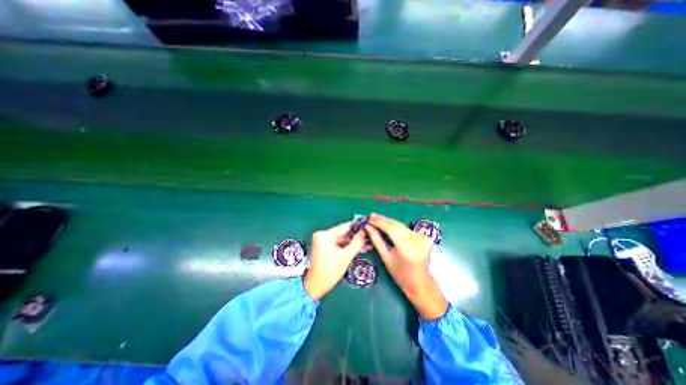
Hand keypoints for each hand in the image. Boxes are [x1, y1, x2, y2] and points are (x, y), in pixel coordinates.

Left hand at [302, 222, 366, 299]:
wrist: (317, 286)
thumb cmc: (329, 272)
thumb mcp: (346, 256)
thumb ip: (357, 242)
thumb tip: (364, 231)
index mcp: (324, 235)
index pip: (344, 226)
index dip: (358, 226)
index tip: (369, 226)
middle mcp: (323, 235)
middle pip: (344, 233)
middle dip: (357, 236)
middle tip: (370, 237)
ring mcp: (324, 240)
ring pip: (343, 239)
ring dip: (355, 242)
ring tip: (368, 244)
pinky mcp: (326, 246)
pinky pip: (340, 244)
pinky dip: (349, 246)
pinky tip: (360, 248)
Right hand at [367, 212, 448, 320]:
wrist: (421, 282)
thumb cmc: (400, 274)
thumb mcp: (386, 257)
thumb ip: (376, 240)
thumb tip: (367, 227)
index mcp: (407, 248)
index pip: (391, 228)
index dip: (379, 221)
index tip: (368, 217)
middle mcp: (417, 240)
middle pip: (397, 224)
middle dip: (383, 220)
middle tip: (371, 216)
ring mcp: (423, 237)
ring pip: (401, 225)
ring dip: (389, 222)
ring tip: (377, 218)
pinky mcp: (425, 236)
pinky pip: (406, 228)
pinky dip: (396, 226)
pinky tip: (388, 224)